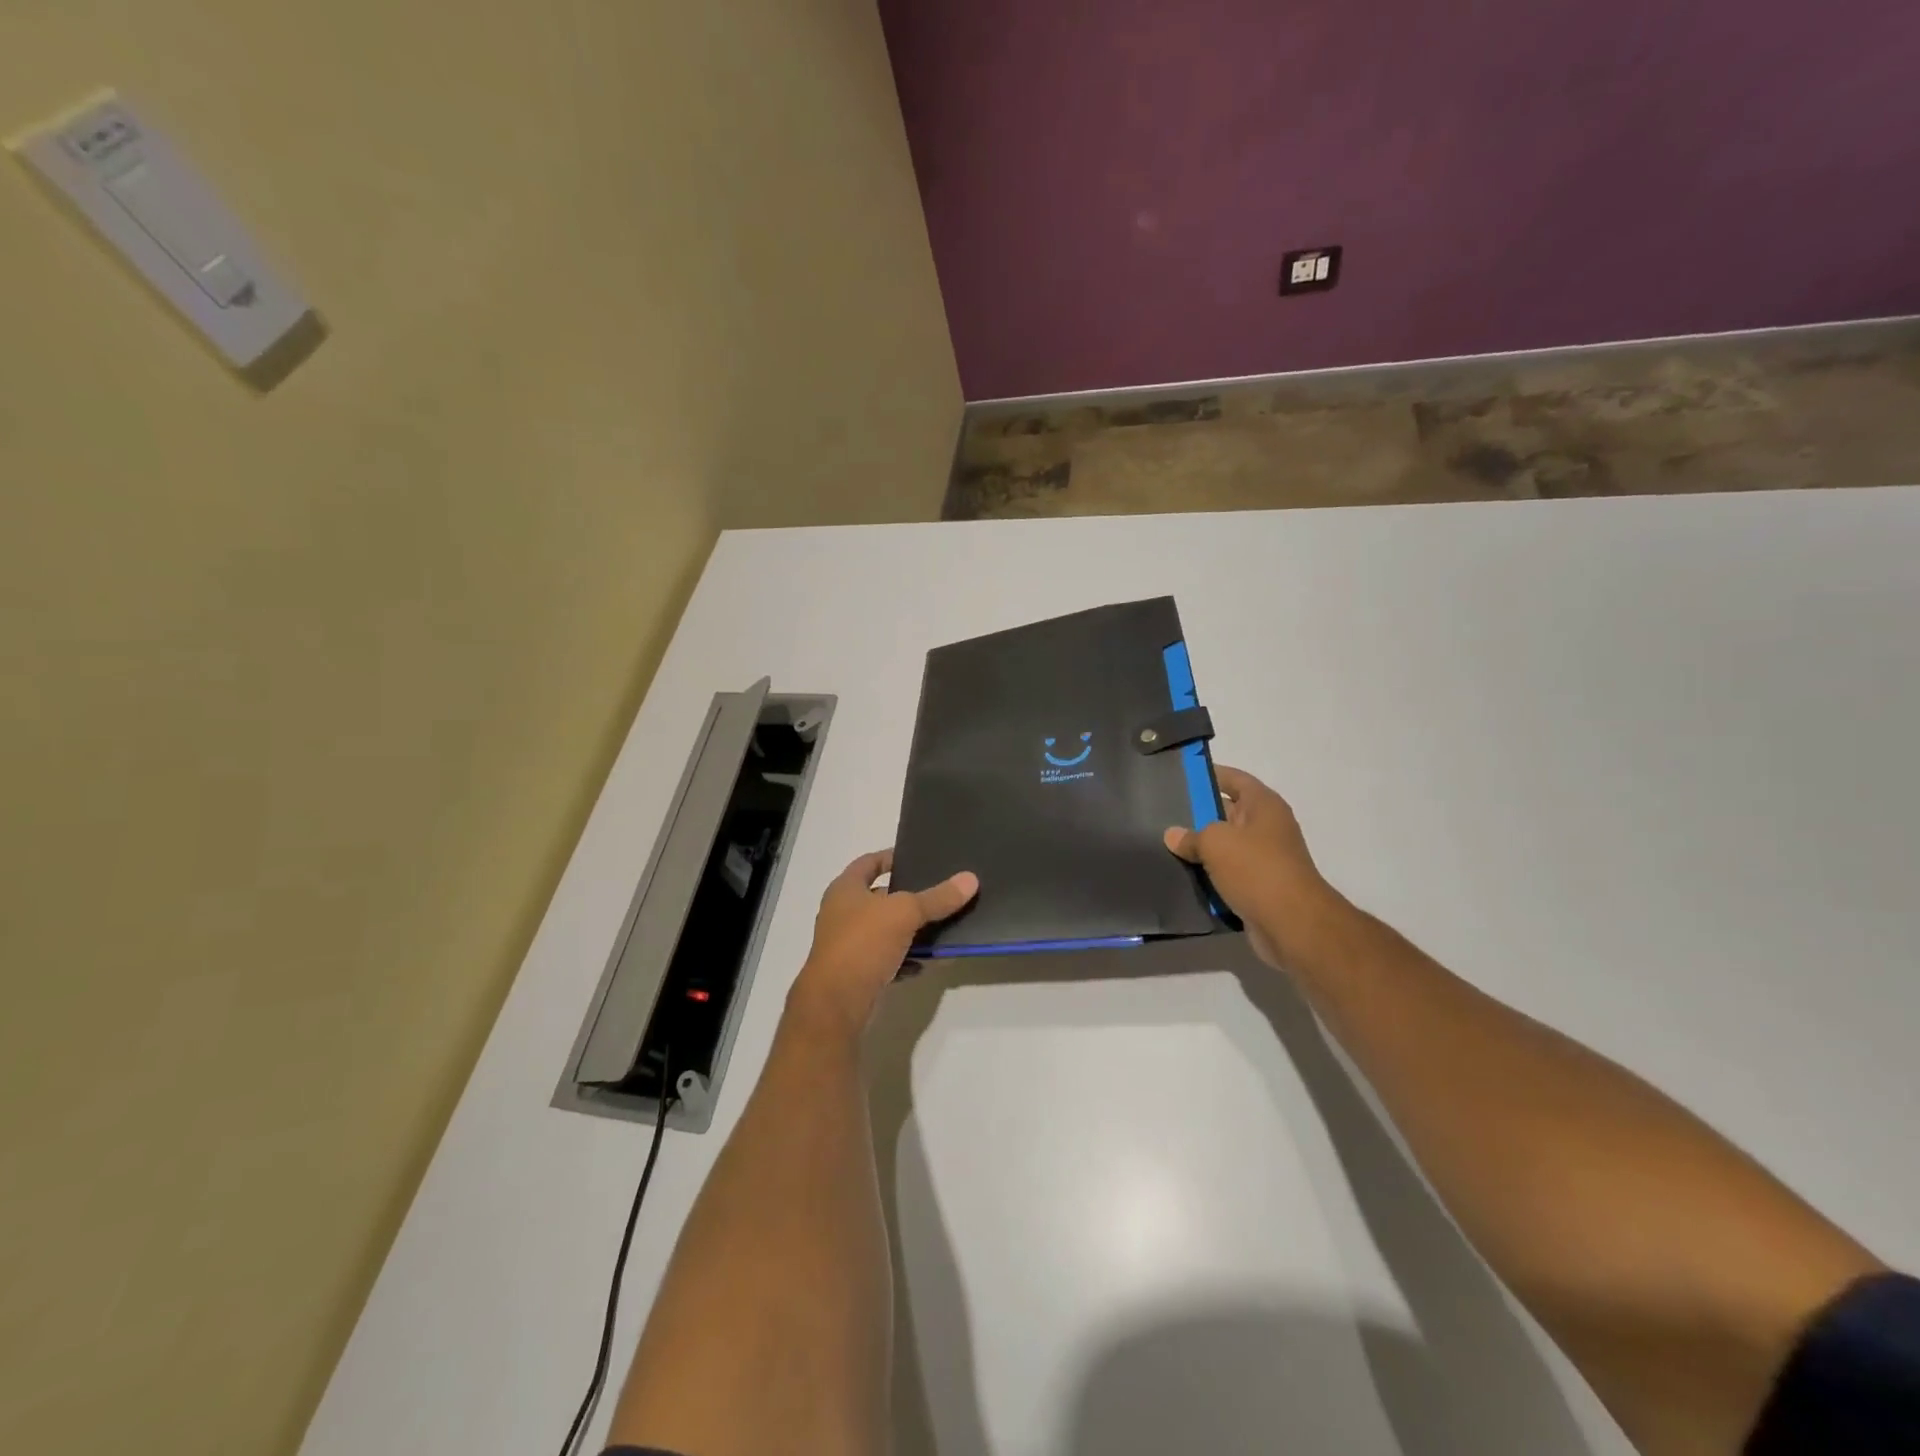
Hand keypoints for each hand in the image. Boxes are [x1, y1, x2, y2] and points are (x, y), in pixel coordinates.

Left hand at [788, 850, 978, 1032]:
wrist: (836, 1003)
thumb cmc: (863, 943)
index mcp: (845, 889)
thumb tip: (970, 879)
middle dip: (908, 896)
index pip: (868, 862)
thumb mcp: (905, 913)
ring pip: (886, 930)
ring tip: (942, 926)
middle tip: (939, 891)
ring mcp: (848, 945)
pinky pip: (888, 958)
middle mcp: (842, 913)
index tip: (917, 857)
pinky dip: (906, 958)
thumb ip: (937, 897)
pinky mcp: (857, 972)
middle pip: (880, 897)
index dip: (890, 857)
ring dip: (911, 930)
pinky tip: (927, 962)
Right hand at [1164, 765, 1340, 969]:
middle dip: (1198, 814)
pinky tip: (1182, 876)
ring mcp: (1265, 859)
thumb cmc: (1256, 869)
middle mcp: (1267, 828)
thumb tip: (1174, 835)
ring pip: (1225, 847)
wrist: (1291, 924)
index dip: (1209, 775)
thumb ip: (1191, 835)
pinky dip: (1209, 876)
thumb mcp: (1215, 842)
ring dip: (1201, 849)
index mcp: (1264, 805)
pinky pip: (1227, 874)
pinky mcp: (1259, 887)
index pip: (1234, 779)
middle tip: (1163, 813)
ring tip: (1166, 845)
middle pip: (1228, 812)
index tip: (1180, 776)